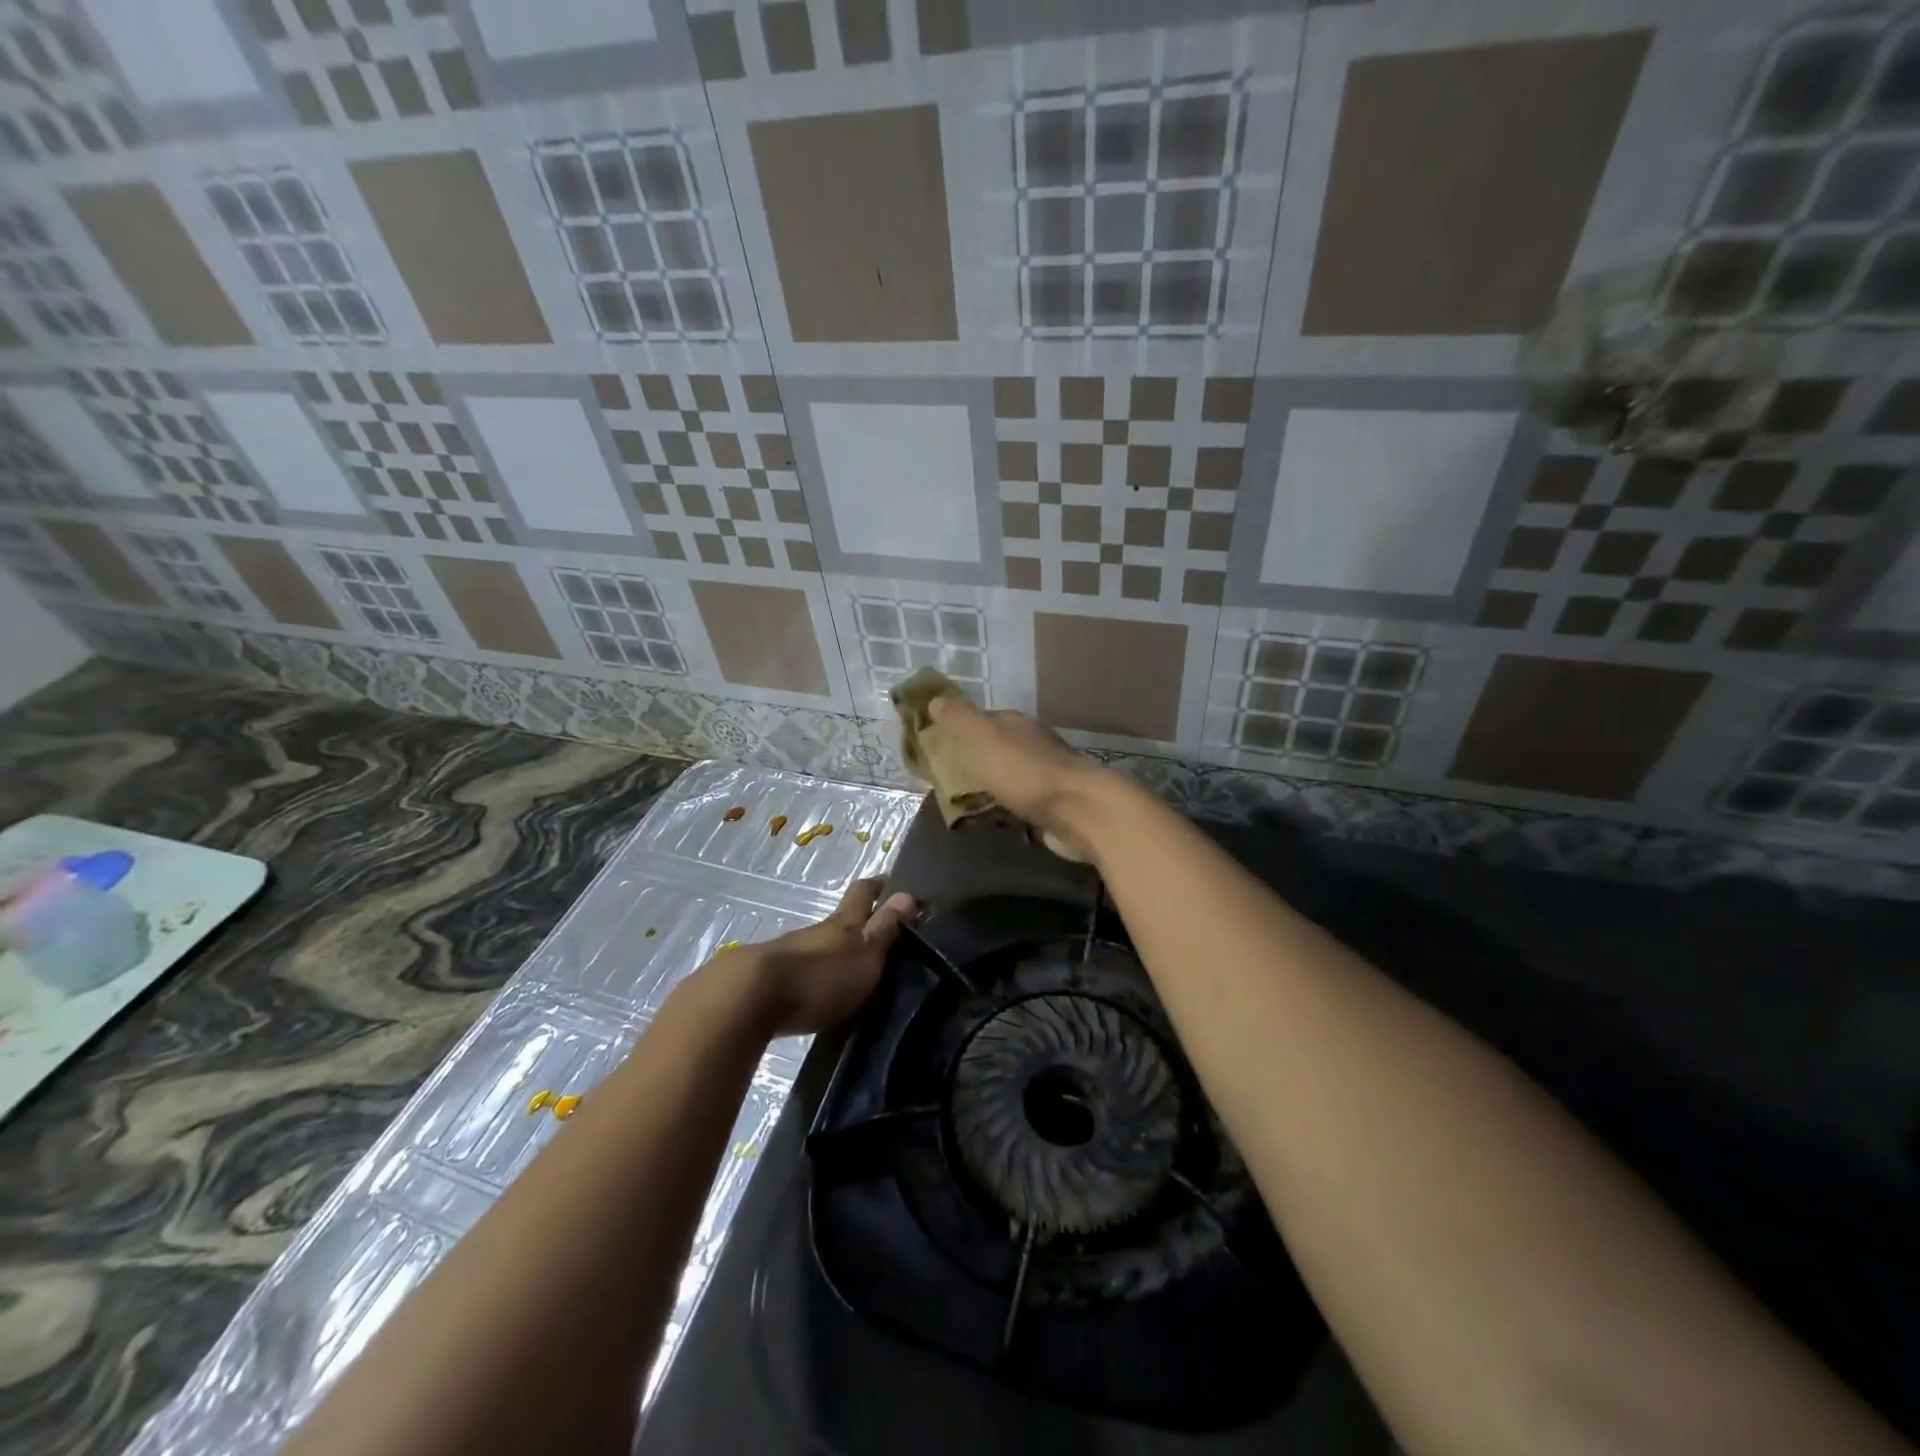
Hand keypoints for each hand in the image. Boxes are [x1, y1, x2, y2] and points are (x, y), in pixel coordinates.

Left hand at [730, 878, 916, 1035]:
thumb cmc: (821, 975)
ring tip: (849, 971)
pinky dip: (812, 976)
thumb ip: (884, 929)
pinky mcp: (770, 980)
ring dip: (832, 952)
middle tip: (877, 934)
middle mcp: (816, 931)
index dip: (877, 886)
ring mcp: (790, 953)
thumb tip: (907, 894)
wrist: (750, 999)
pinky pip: (799, 971)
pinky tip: (817, 993)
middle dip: (857, 922)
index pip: (863, 893)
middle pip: (840, 919)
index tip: (890, 882)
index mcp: (843, 923)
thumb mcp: (864, 954)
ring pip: (818, 945)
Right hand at [925, 696, 1111, 860]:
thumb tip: (934, 699)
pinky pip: (1017, 804)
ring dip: (987, 787)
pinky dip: (1003, 809)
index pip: (980, 720)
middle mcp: (1031, 746)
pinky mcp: (1050, 807)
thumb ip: (959, 719)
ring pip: (1005, 778)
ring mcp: (1043, 777)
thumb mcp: (984, 738)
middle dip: (970, 761)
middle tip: (940, 780)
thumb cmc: (1026, 772)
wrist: (1079, 811)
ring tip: (958, 805)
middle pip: (993, 749)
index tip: (931, 745)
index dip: (956, 730)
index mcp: (1015, 725)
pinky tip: (988, 820)